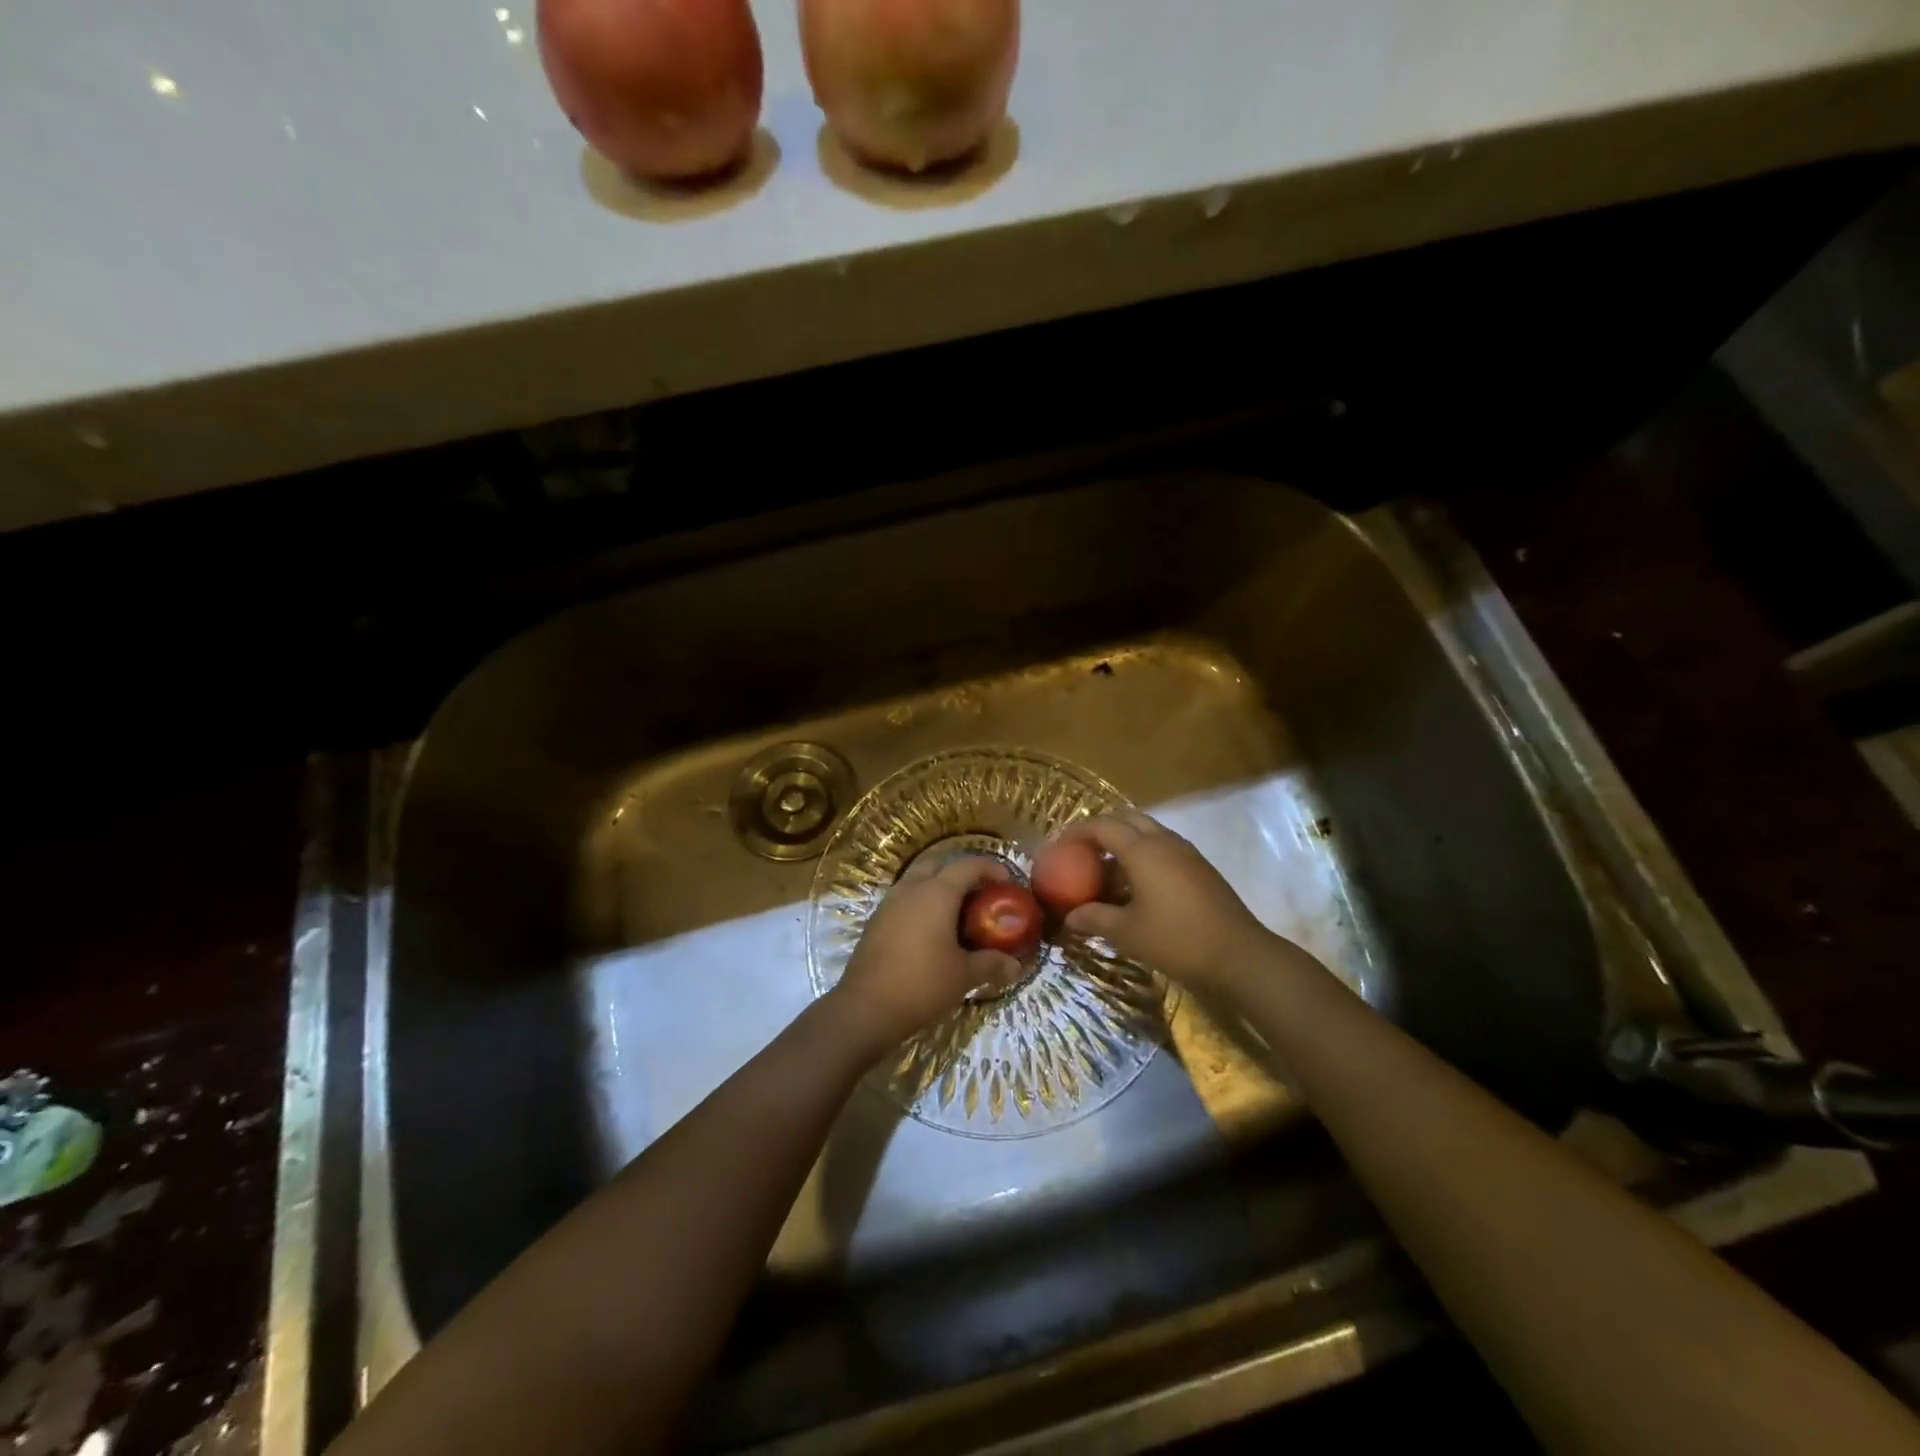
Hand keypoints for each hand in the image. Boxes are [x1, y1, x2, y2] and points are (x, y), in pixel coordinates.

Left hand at [831, 855, 1024, 1051]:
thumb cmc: (922, 984)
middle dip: (960, 872)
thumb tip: (1016, 966)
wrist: (866, 1008)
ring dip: (937, 886)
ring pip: (917, 880)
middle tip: (979, 893)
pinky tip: (931, 930)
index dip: (990, 867)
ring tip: (957, 912)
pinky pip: (903, 899)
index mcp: (937, 893)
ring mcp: (889, 903)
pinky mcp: (876, 921)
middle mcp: (911, 889)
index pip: (968, 865)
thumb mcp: (964, 976)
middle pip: (938, 865)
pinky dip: (920, 903)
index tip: (1006, 881)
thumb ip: (991, 964)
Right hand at [1058, 811, 1274, 989]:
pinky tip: (1136, 886)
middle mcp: (1165, 842)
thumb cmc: (1177, 940)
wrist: (1239, 956)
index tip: (1059, 845)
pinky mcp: (1200, 868)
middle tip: (1082, 850)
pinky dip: (1143, 855)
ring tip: (1106, 869)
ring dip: (1124, 842)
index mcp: (1143, 850)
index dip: (1078, 831)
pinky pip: (1164, 848)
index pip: (1103, 826)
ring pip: (1148, 832)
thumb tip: (1070, 917)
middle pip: (1127, 819)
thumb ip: (1095, 919)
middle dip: (1102, 829)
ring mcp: (1187, 853)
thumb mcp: (1128, 933)